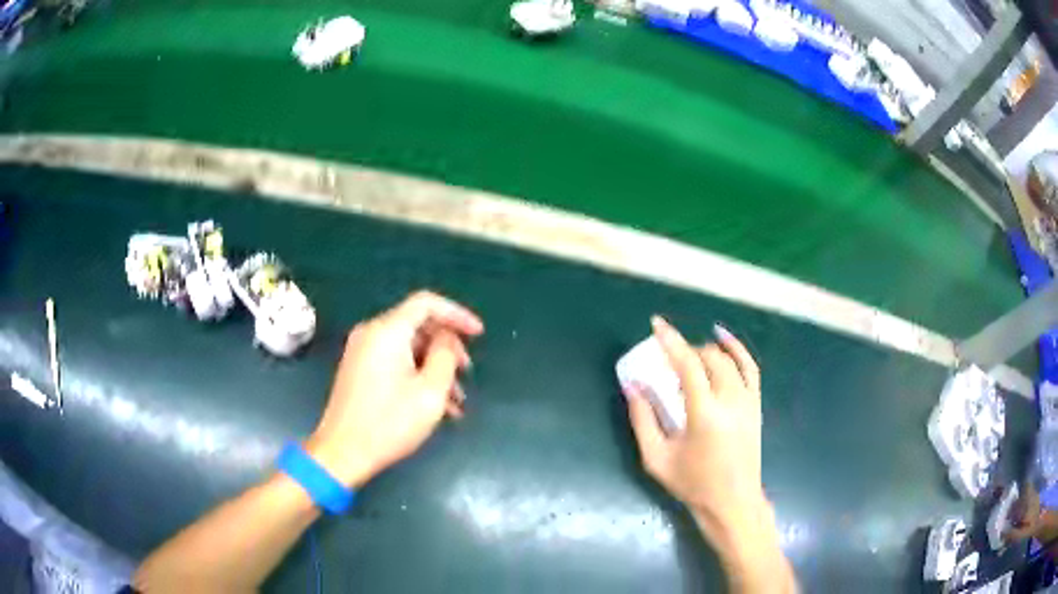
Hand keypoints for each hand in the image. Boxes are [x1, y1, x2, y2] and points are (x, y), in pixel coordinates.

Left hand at [306, 291, 483, 487]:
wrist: (342, 452)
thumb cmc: (390, 422)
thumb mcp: (431, 391)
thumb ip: (446, 355)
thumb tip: (446, 339)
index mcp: (387, 331)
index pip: (427, 303)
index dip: (457, 314)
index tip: (479, 334)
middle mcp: (371, 333)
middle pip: (418, 326)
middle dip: (447, 347)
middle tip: (466, 373)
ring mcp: (362, 352)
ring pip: (408, 347)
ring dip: (435, 367)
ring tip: (455, 401)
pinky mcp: (358, 370)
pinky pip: (394, 361)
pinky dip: (416, 375)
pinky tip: (435, 405)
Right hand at [625, 317, 771, 553]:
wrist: (733, 501)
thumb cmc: (692, 484)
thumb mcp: (656, 458)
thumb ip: (642, 420)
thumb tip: (633, 386)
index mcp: (705, 414)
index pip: (688, 365)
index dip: (671, 341)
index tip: (656, 324)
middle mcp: (731, 400)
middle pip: (708, 358)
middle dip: (686, 350)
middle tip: (667, 360)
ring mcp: (748, 401)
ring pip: (728, 360)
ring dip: (706, 351)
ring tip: (688, 356)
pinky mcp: (756, 404)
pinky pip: (750, 367)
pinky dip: (737, 348)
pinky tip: (723, 337)